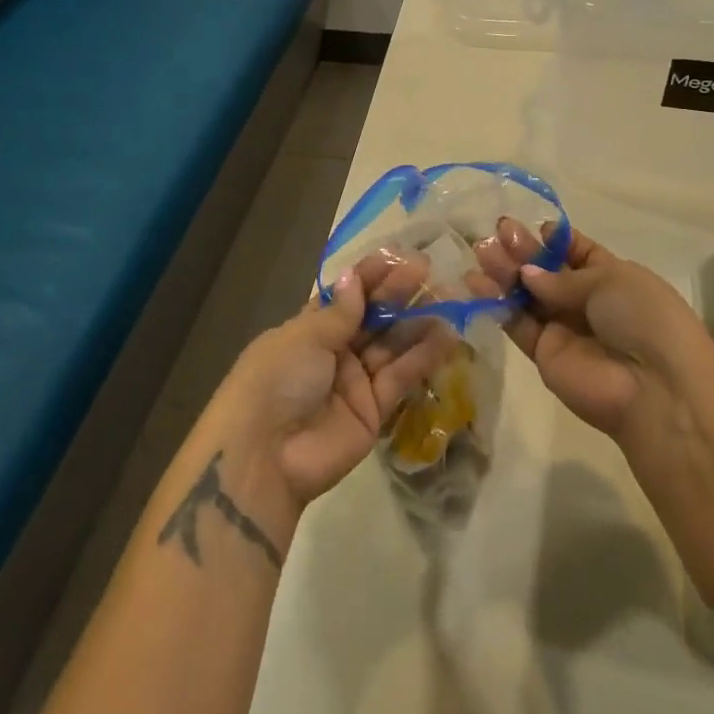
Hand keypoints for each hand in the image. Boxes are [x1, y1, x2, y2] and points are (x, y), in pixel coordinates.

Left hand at [207, 254, 454, 534]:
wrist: (265, 456)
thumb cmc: (276, 379)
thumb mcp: (304, 338)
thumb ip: (340, 312)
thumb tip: (354, 277)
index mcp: (308, 330)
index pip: (345, 297)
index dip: (370, 277)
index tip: (397, 257)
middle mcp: (334, 353)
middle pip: (371, 318)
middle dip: (397, 294)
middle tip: (428, 272)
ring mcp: (355, 382)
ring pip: (391, 346)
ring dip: (417, 323)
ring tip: (448, 298)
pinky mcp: (374, 411)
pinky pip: (401, 377)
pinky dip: (423, 357)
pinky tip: (447, 335)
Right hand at [471, 218, 713, 441]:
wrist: (654, 388)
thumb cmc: (643, 319)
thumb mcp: (611, 280)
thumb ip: (562, 278)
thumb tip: (528, 274)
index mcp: (613, 278)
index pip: (578, 253)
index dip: (556, 240)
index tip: (534, 227)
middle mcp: (586, 302)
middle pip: (547, 272)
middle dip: (523, 250)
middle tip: (497, 231)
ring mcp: (564, 328)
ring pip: (528, 295)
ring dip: (505, 272)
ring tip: (481, 250)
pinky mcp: (543, 353)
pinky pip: (517, 323)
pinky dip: (496, 303)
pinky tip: (475, 283)